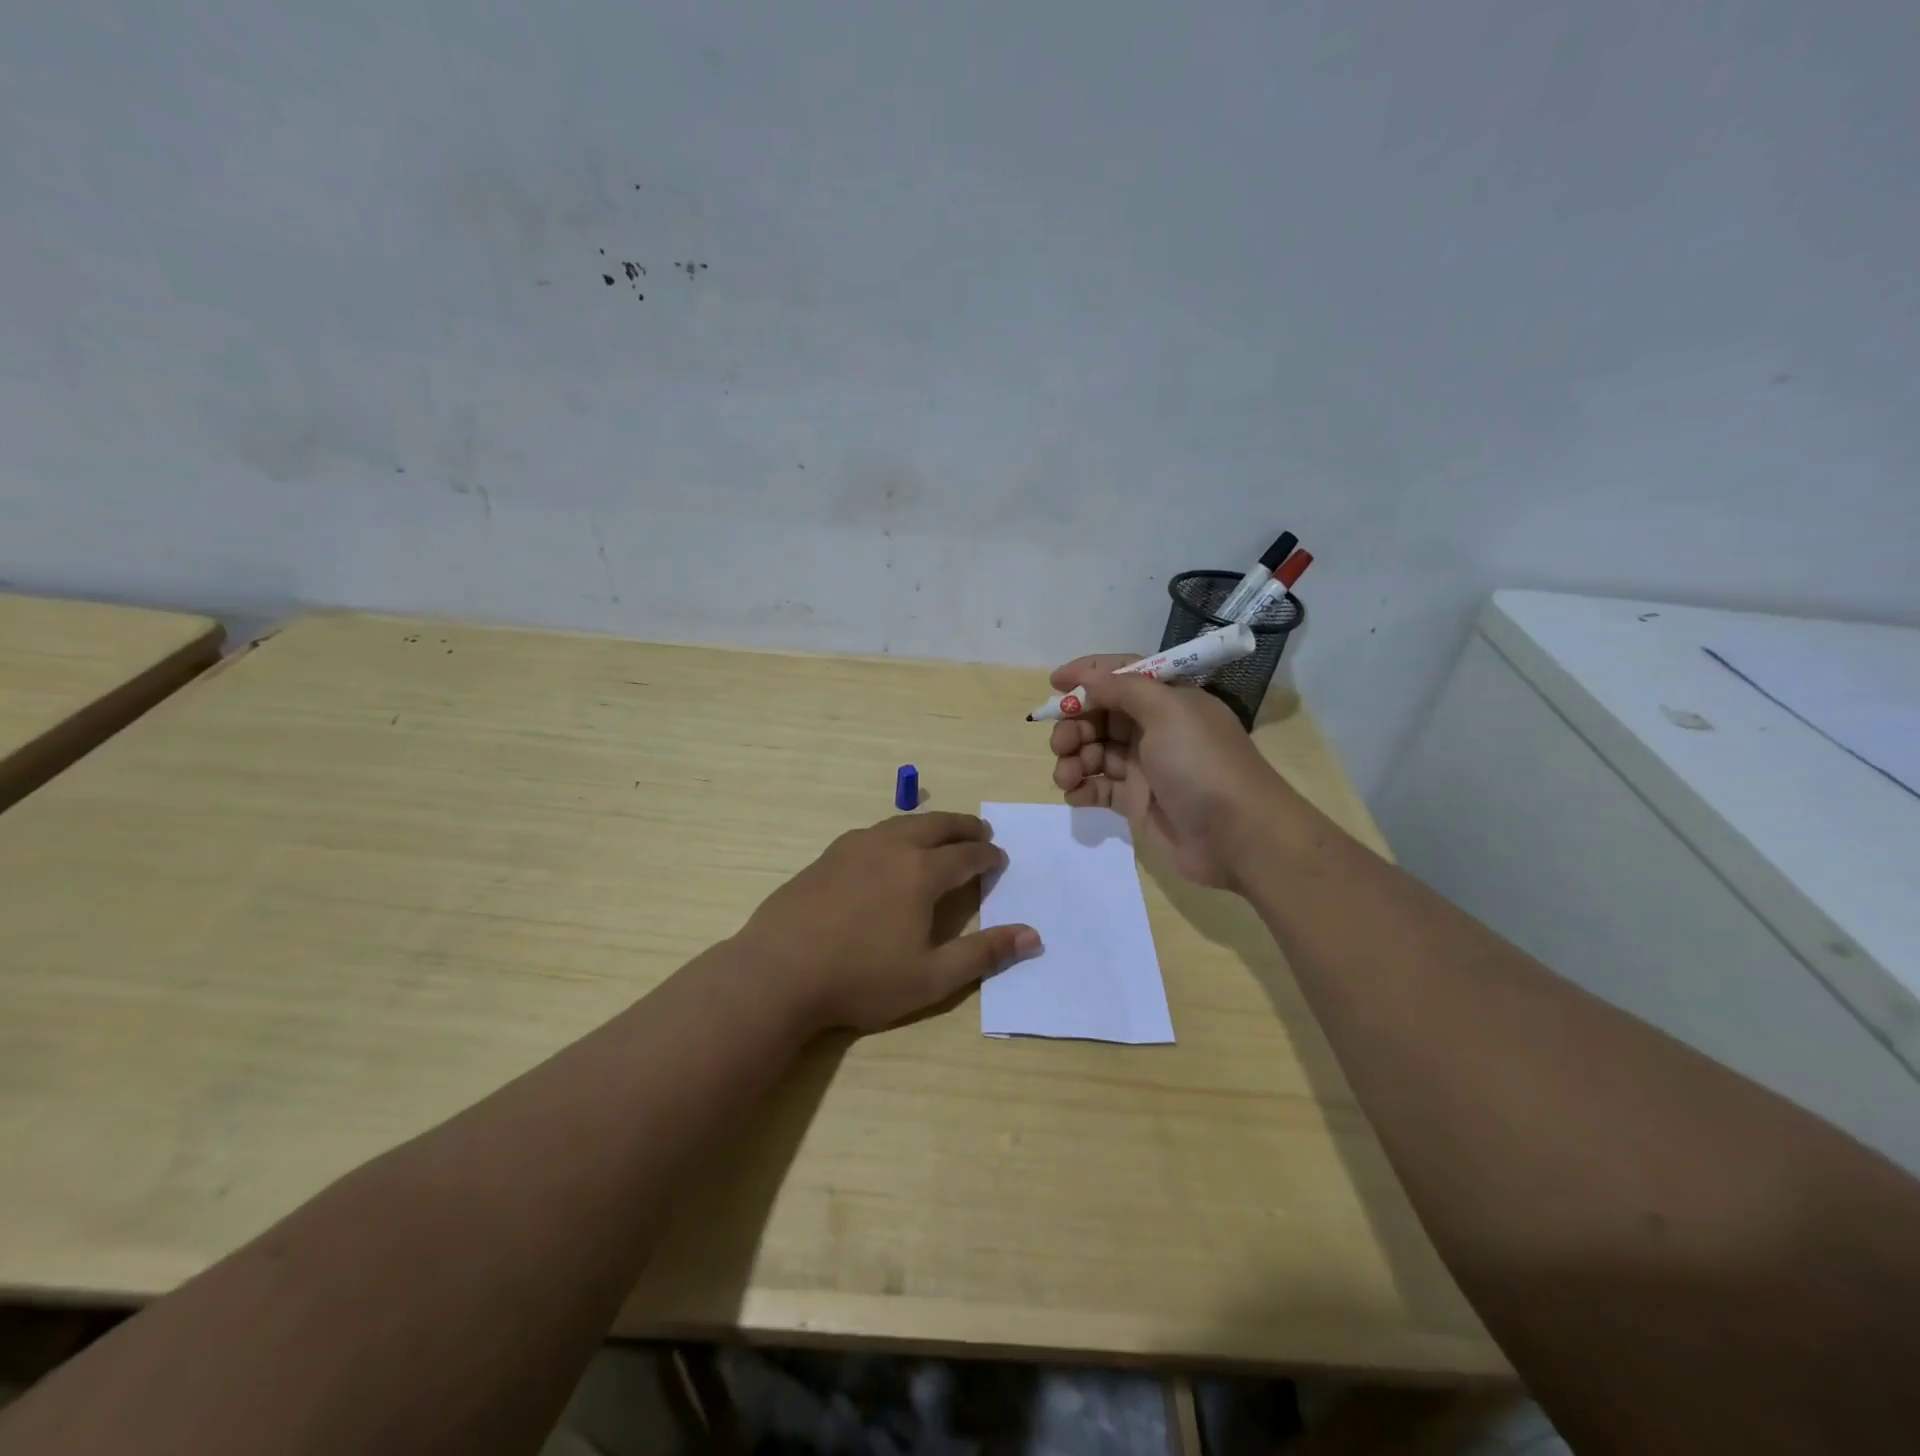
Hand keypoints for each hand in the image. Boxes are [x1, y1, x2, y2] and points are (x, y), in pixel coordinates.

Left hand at [734, 812, 1040, 1032]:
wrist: (778, 971)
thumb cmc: (860, 978)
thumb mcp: (931, 978)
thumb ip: (983, 954)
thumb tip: (1032, 935)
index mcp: (920, 872)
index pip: (965, 856)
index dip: (987, 857)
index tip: (1000, 859)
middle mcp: (890, 848)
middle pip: (936, 826)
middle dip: (964, 827)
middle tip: (981, 832)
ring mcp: (853, 848)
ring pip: (902, 823)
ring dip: (929, 825)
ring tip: (941, 834)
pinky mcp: (826, 857)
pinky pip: (872, 833)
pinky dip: (895, 832)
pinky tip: (888, 848)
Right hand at [1047, 655, 1295, 890]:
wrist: (1237, 836)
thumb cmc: (1202, 764)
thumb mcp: (1167, 711)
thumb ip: (1123, 689)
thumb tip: (1089, 680)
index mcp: (1168, 700)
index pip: (1122, 676)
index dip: (1088, 675)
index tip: (1054, 683)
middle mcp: (1155, 729)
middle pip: (1101, 716)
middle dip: (1075, 725)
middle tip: (1061, 744)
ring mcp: (1146, 767)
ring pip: (1095, 752)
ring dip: (1073, 759)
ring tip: (1066, 777)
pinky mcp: (1138, 802)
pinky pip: (1099, 788)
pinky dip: (1082, 788)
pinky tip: (1075, 794)